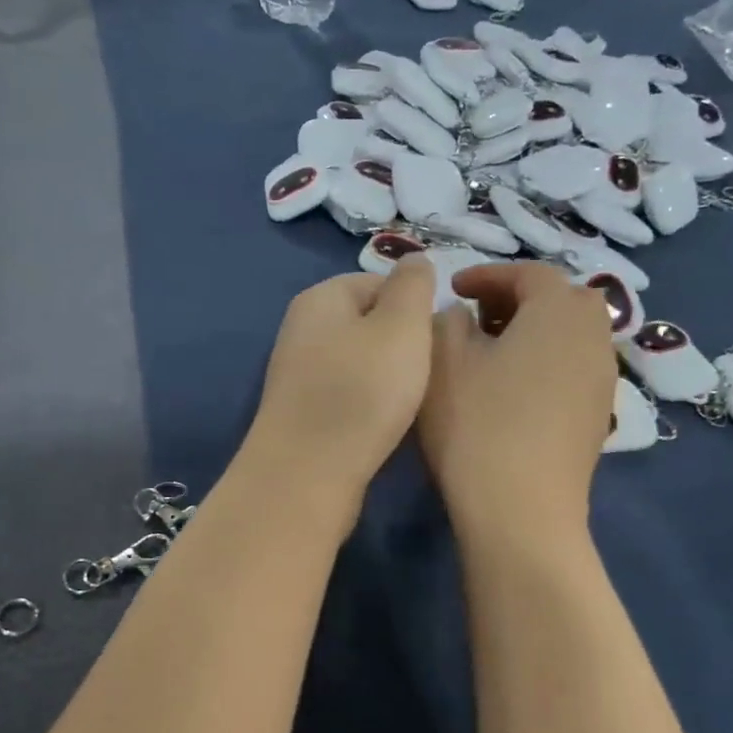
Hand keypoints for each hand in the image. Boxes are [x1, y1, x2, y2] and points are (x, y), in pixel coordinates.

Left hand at [246, 258, 436, 502]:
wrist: (307, 473)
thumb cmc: (361, 390)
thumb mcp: (401, 325)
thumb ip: (413, 285)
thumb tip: (415, 260)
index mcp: (320, 298)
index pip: (379, 282)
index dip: (415, 307)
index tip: (436, 339)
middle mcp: (301, 330)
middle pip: (369, 324)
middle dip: (403, 344)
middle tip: (427, 372)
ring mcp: (297, 374)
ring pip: (360, 363)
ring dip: (388, 378)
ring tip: (408, 401)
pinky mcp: (301, 414)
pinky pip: (347, 395)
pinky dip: (368, 405)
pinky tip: (383, 424)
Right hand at [418, 262, 617, 521]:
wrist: (520, 508)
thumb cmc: (476, 424)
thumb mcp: (442, 360)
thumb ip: (448, 321)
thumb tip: (464, 316)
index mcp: (558, 310)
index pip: (527, 273)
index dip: (487, 275)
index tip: (453, 289)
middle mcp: (593, 336)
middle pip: (560, 299)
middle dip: (517, 299)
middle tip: (477, 317)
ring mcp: (602, 379)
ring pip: (570, 335)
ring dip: (533, 331)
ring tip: (492, 353)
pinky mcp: (598, 416)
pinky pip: (573, 368)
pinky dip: (545, 362)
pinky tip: (511, 390)